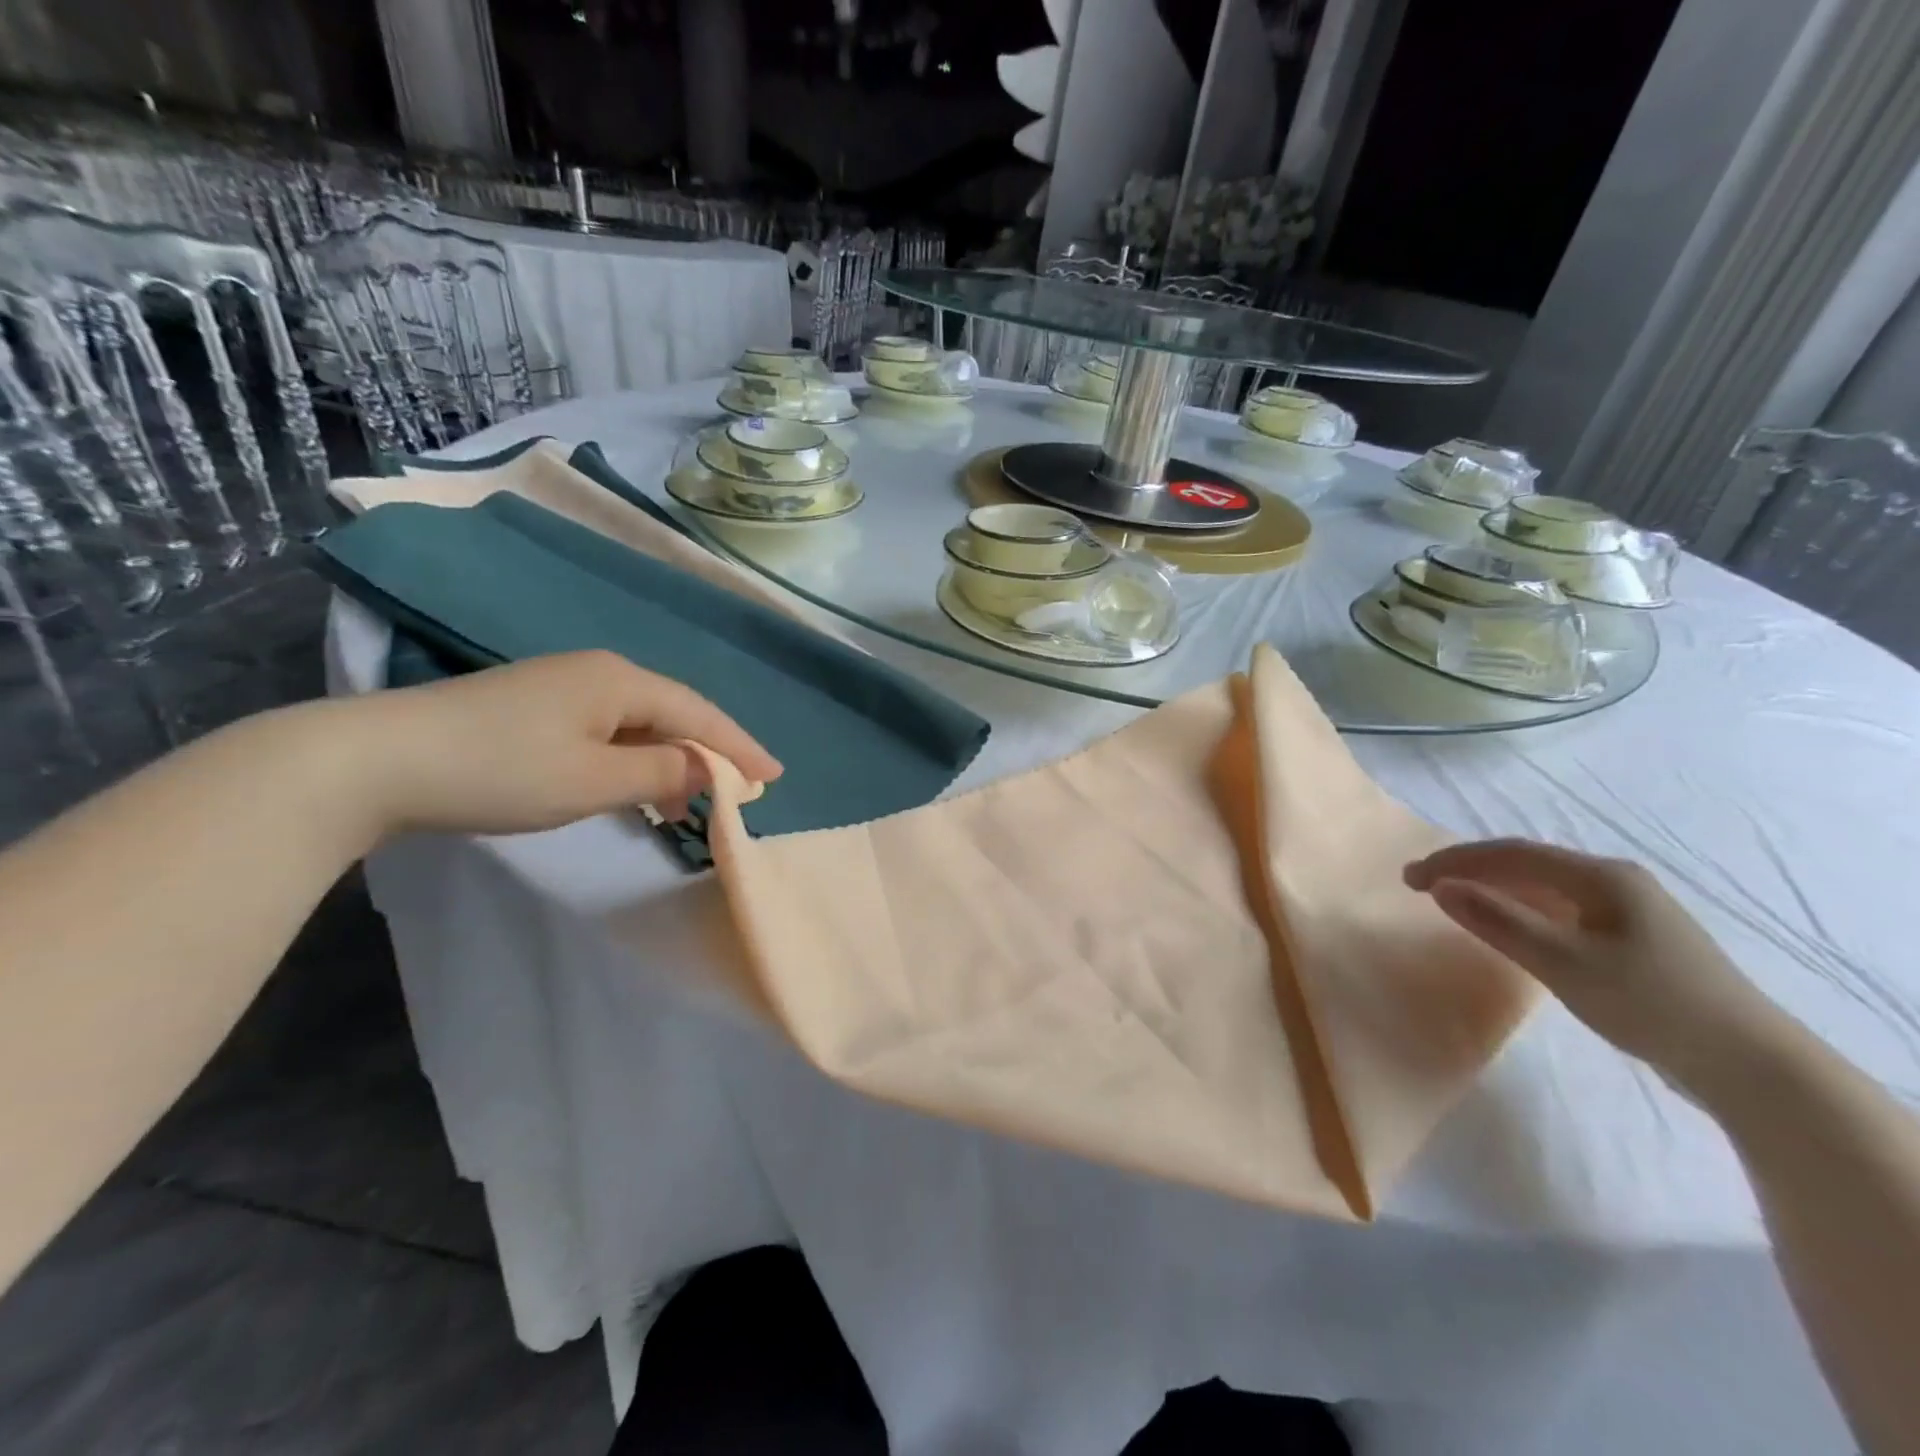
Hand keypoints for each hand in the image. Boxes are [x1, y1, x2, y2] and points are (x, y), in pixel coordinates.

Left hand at [345, 651, 781, 836]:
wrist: (375, 759)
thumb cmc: (501, 770)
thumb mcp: (595, 780)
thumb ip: (661, 771)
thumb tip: (705, 766)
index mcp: (621, 681)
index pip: (700, 713)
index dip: (740, 747)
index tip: (775, 777)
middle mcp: (598, 673)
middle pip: (673, 714)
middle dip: (707, 755)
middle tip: (735, 795)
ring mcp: (562, 687)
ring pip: (638, 724)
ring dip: (667, 762)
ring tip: (681, 806)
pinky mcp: (533, 708)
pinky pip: (606, 731)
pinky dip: (631, 760)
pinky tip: (629, 787)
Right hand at [1405, 839, 1782, 1090]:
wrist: (1753, 1066)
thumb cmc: (1650, 1003)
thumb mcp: (1562, 962)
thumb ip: (1497, 921)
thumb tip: (1440, 887)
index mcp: (1601, 876)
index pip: (1511, 853)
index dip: (1455, 860)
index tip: (1410, 878)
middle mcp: (1616, 881)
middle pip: (1527, 865)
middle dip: (1470, 871)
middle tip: (1421, 886)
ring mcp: (1630, 911)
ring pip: (1544, 888)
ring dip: (1494, 890)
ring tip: (1455, 903)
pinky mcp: (1636, 940)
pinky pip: (1562, 910)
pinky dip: (1523, 911)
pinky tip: (1510, 929)